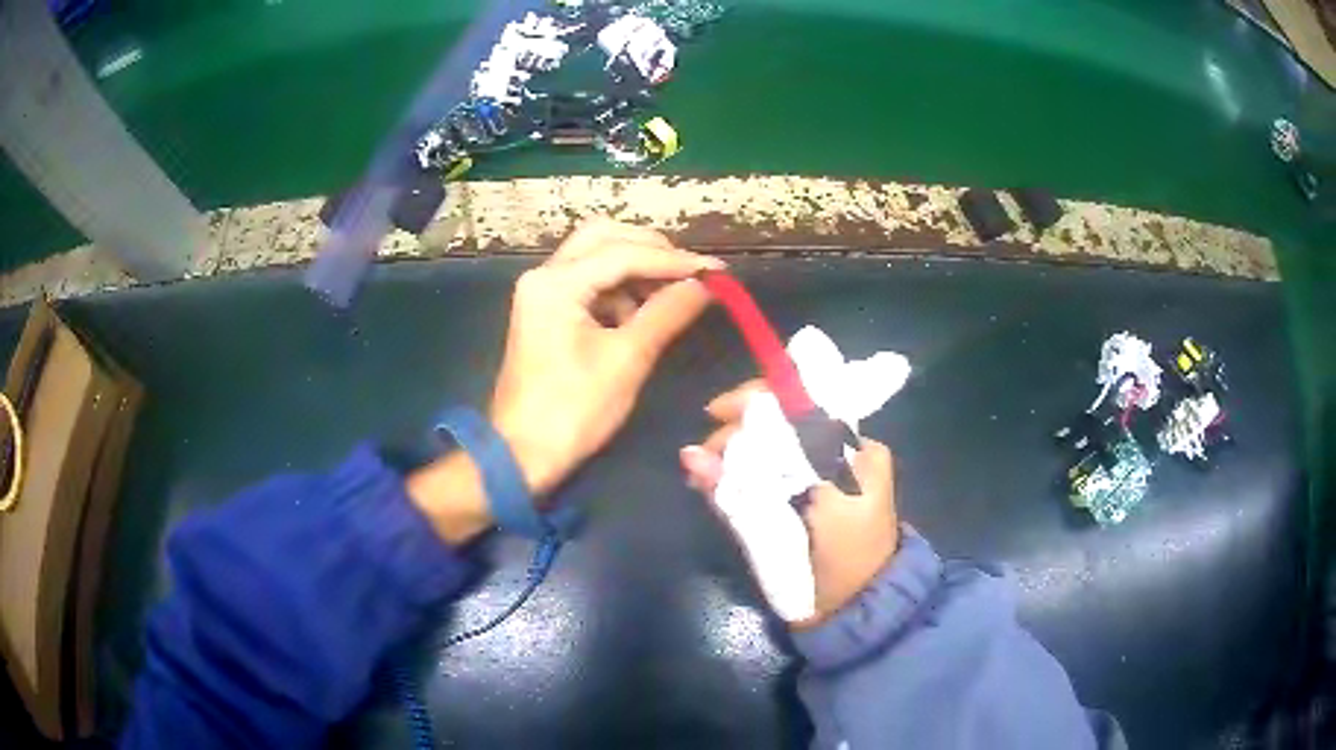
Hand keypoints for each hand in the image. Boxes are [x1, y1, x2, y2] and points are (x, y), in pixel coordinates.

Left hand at [410, 221, 721, 541]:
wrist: (523, 454)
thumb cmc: (573, 411)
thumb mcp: (627, 360)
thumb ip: (667, 313)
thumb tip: (706, 285)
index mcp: (556, 284)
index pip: (624, 254)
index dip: (675, 260)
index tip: (718, 270)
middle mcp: (544, 275)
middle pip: (604, 237)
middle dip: (652, 250)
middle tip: (690, 273)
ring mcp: (542, 292)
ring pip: (596, 256)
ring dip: (637, 269)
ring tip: (673, 295)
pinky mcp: (547, 311)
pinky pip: (589, 282)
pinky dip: (620, 289)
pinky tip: (643, 313)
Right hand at [680, 380, 899, 628]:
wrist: (858, 608)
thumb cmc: (838, 561)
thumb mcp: (794, 525)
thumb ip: (742, 492)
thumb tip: (688, 455)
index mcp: (854, 449)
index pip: (802, 404)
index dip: (756, 402)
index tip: (715, 414)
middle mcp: (843, 452)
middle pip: (783, 423)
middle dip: (739, 433)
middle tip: (704, 456)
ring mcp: (829, 473)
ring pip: (775, 445)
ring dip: (738, 452)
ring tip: (706, 473)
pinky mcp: (815, 493)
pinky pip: (775, 468)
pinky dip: (747, 469)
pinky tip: (720, 479)